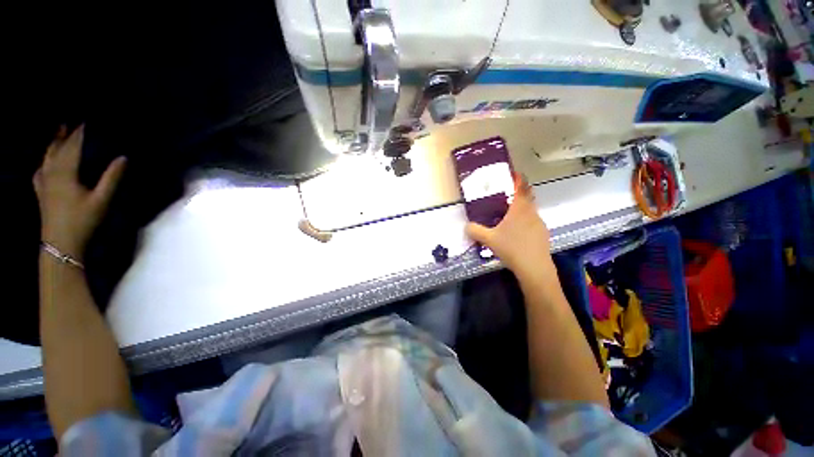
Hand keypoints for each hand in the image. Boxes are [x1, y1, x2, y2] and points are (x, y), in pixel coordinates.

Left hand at [33, 125, 126, 259]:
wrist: (60, 245)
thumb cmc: (82, 221)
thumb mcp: (102, 200)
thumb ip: (111, 178)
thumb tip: (123, 157)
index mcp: (65, 172)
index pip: (74, 145)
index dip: (81, 132)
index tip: (87, 119)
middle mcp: (51, 172)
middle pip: (57, 147)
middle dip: (65, 134)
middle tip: (72, 121)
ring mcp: (43, 182)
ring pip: (46, 156)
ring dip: (53, 143)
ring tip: (58, 133)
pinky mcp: (41, 192)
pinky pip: (39, 170)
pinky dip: (43, 161)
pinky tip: (44, 161)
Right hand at [465, 174, 553, 278]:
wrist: (534, 268)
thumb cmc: (512, 248)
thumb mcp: (489, 239)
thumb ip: (475, 231)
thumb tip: (466, 226)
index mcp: (519, 209)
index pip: (522, 188)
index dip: (519, 179)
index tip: (514, 173)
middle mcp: (532, 213)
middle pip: (527, 198)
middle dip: (518, 194)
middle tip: (505, 197)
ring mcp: (540, 224)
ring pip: (530, 211)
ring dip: (521, 210)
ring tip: (508, 217)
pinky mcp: (543, 235)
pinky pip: (533, 223)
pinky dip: (525, 222)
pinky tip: (516, 234)